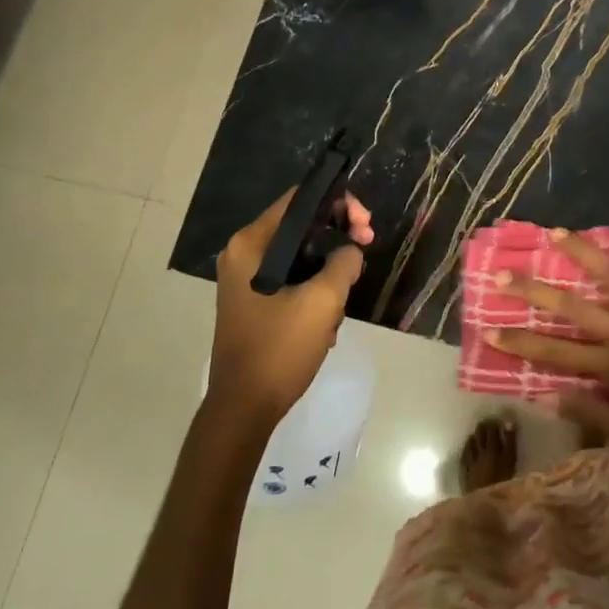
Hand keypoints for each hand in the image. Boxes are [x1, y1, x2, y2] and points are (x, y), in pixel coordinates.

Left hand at [210, 190, 374, 427]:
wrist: (244, 409)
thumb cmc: (279, 349)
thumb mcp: (322, 302)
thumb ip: (343, 263)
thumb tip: (351, 250)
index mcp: (251, 244)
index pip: (299, 199)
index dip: (338, 203)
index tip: (365, 226)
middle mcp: (243, 253)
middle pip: (301, 225)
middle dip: (337, 237)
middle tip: (366, 248)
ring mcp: (245, 279)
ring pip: (300, 255)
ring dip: (328, 270)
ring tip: (344, 297)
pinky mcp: (253, 301)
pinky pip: (291, 278)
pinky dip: (313, 289)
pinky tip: (327, 318)